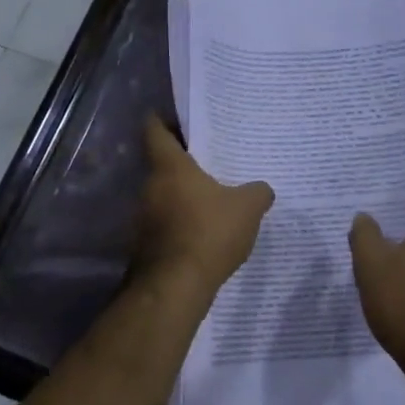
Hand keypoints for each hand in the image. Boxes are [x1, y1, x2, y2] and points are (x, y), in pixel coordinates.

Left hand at [135, 117, 273, 299]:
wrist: (175, 287)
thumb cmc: (209, 233)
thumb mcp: (248, 208)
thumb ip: (257, 192)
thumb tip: (262, 189)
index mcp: (170, 167)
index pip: (155, 131)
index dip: (163, 120)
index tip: (176, 117)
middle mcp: (149, 187)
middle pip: (161, 165)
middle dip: (184, 163)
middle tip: (211, 162)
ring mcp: (142, 218)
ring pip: (163, 196)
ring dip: (182, 196)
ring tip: (212, 199)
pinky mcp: (144, 245)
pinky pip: (165, 224)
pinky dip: (181, 223)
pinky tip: (204, 233)